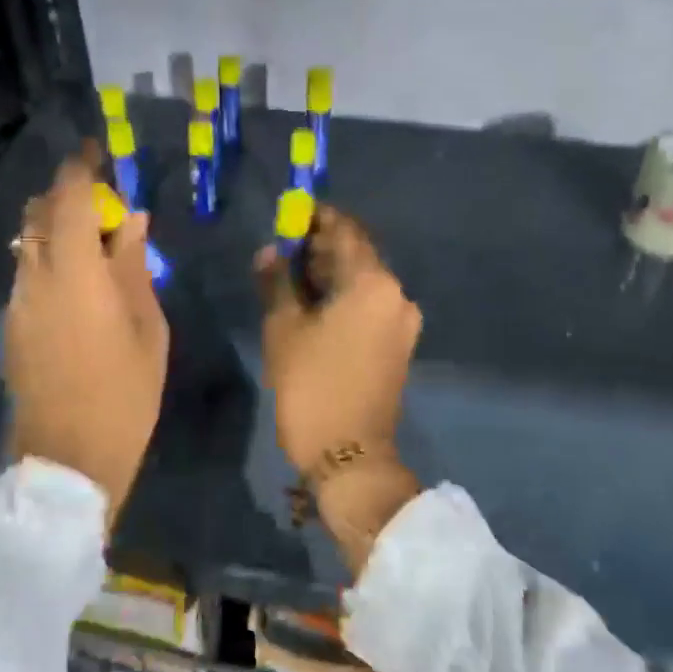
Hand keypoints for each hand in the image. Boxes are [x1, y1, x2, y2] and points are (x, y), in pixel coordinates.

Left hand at [6, 148, 168, 524]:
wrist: (67, 458)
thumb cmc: (125, 393)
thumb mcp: (147, 327)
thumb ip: (134, 266)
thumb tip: (131, 220)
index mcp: (74, 273)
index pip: (68, 199)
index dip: (81, 171)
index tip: (99, 156)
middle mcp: (35, 278)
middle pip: (38, 214)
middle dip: (68, 197)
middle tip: (106, 209)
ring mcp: (17, 303)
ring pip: (29, 244)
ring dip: (58, 231)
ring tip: (98, 249)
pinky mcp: (12, 326)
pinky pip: (28, 273)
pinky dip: (50, 260)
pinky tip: (81, 286)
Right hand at [258, 208, 423, 574]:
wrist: (350, 456)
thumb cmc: (312, 386)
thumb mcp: (284, 330)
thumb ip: (277, 282)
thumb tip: (271, 252)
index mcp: (373, 283)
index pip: (346, 231)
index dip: (317, 219)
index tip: (290, 215)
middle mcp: (396, 295)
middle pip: (358, 255)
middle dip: (322, 248)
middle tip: (284, 249)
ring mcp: (402, 322)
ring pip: (364, 282)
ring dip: (332, 274)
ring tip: (293, 278)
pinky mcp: (399, 345)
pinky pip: (370, 306)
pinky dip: (345, 298)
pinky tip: (315, 306)